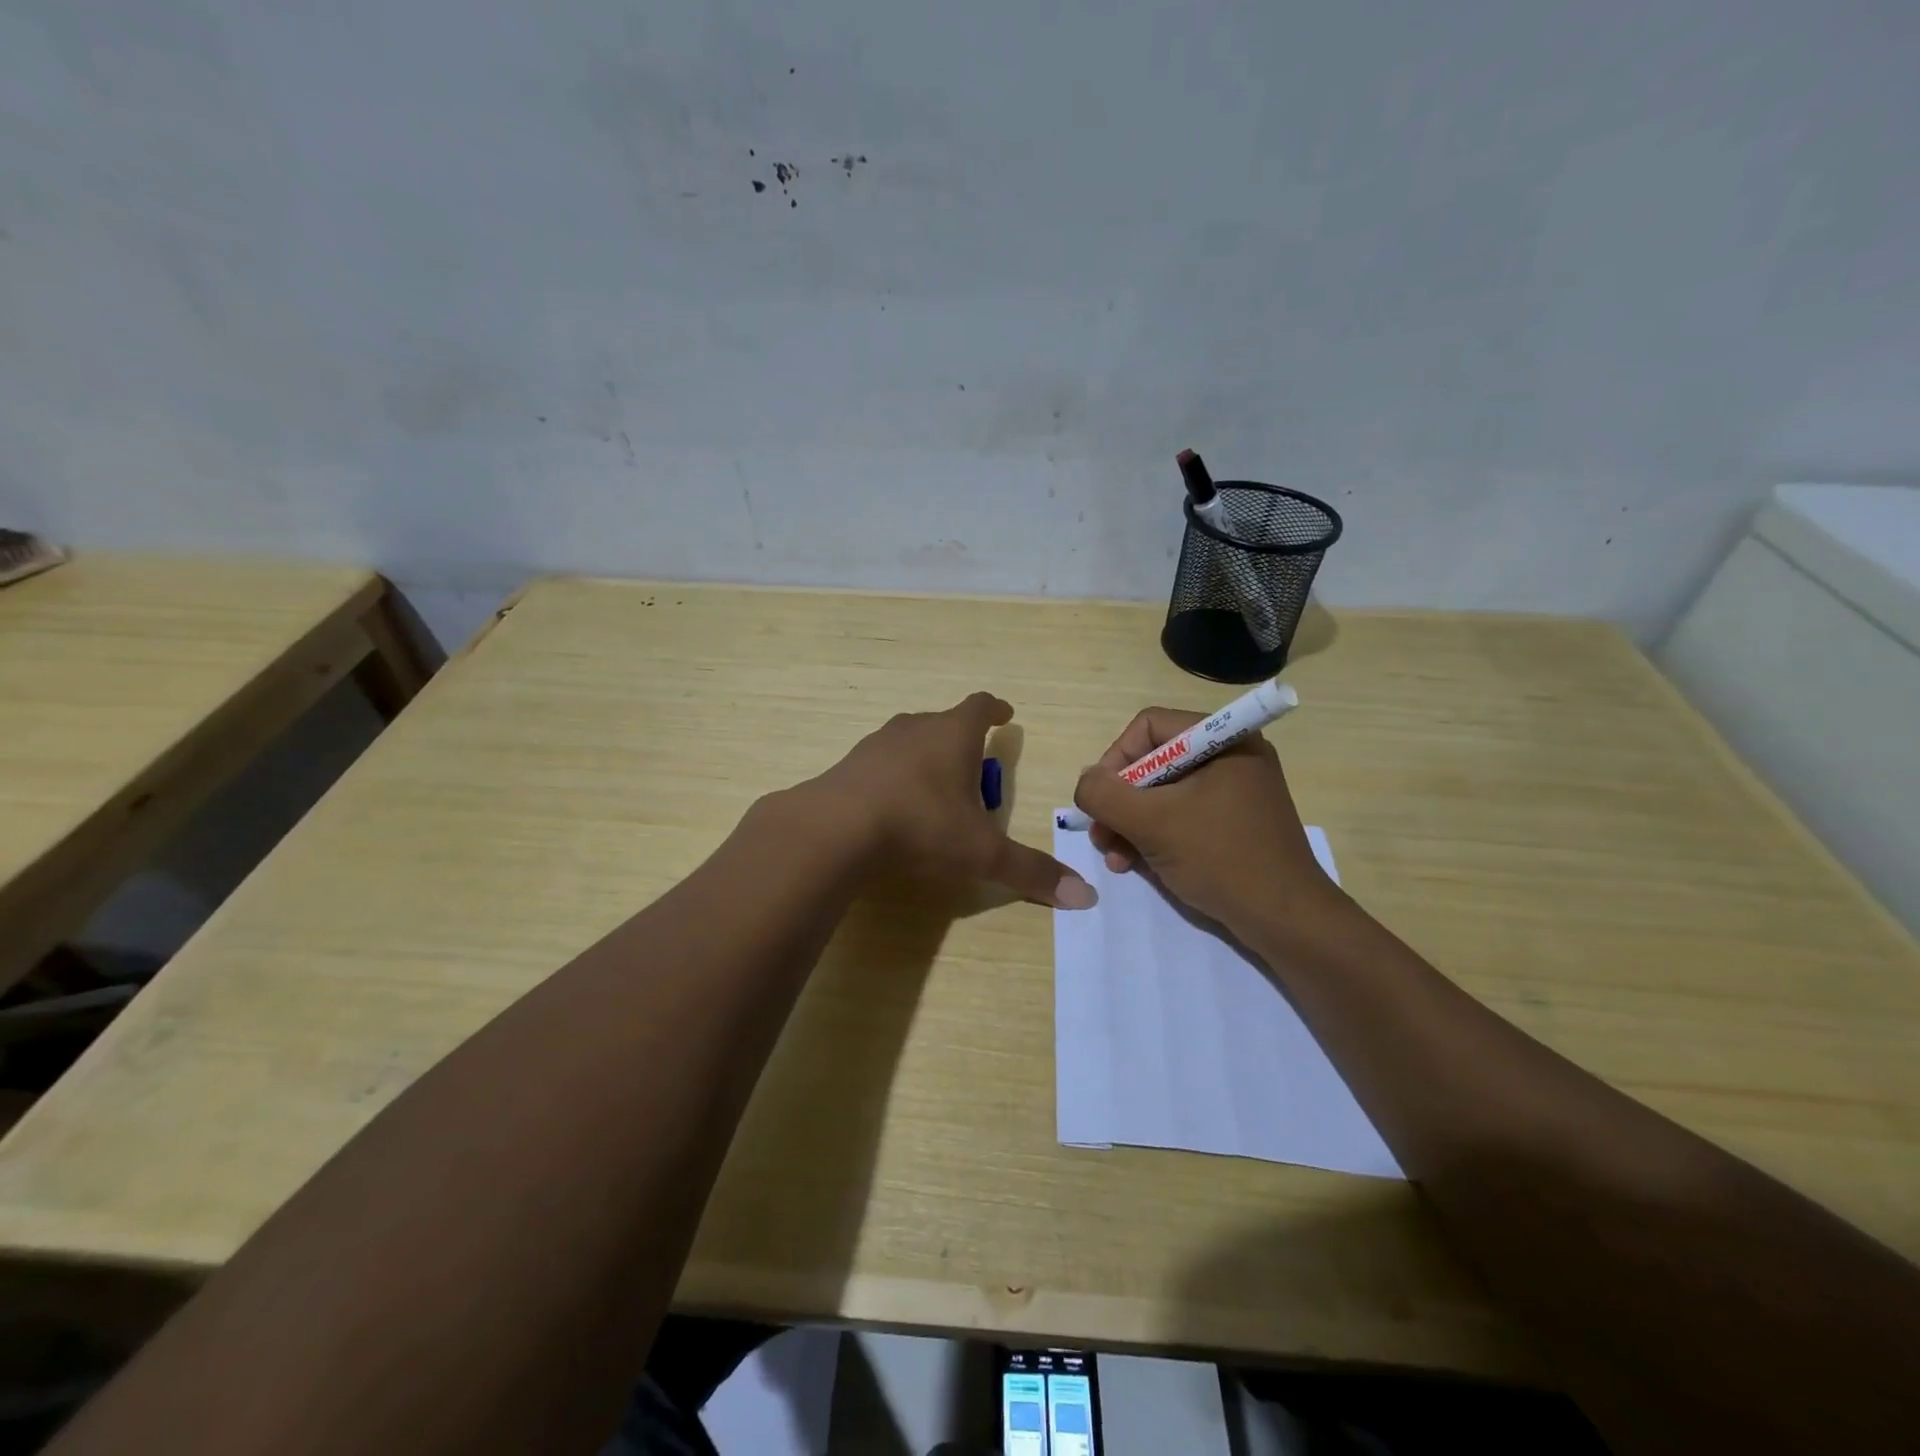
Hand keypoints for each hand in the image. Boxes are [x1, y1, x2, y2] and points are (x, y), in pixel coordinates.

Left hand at [809, 693, 1097, 908]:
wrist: (835, 829)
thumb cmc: (921, 826)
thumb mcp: (981, 853)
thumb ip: (1030, 872)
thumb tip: (1085, 897)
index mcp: (952, 734)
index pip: (980, 707)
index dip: (996, 710)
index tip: (1005, 714)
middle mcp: (914, 728)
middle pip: (944, 724)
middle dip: (962, 743)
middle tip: (974, 773)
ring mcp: (876, 744)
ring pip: (910, 742)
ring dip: (926, 759)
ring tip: (936, 792)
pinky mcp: (847, 766)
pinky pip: (880, 765)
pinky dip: (894, 778)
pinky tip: (893, 808)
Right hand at [1071, 707, 1343, 937]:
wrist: (1286, 921)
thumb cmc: (1221, 858)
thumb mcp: (1153, 824)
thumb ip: (1106, 795)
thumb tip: (1085, 781)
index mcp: (1223, 740)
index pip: (1149, 727)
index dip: (1116, 759)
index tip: (1101, 799)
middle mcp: (1230, 756)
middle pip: (1153, 762)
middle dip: (1120, 801)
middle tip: (1101, 835)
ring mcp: (1233, 792)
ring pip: (1162, 793)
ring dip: (1130, 823)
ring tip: (1114, 857)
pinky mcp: (1232, 823)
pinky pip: (1181, 815)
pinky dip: (1154, 835)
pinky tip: (1134, 864)